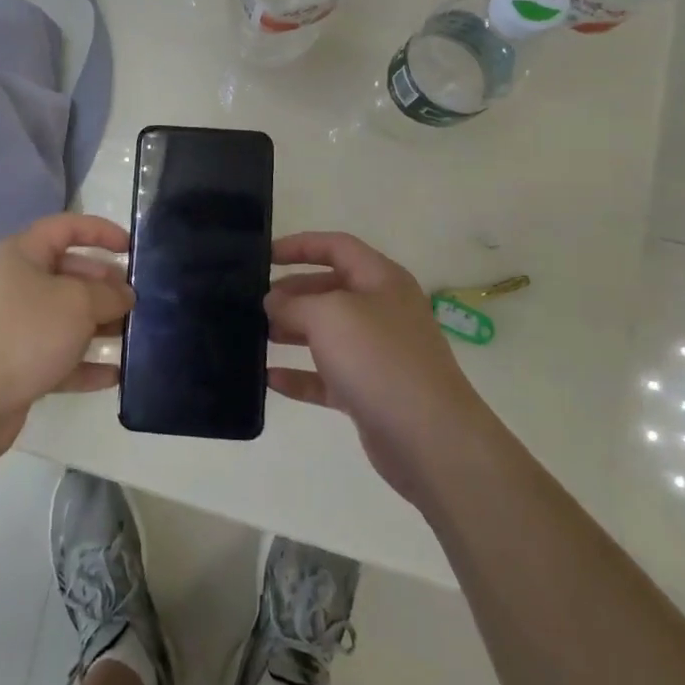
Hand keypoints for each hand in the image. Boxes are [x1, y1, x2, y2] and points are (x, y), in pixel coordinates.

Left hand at [0, 214, 133, 458]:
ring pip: (66, 316)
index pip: (66, 227)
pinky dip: (85, 362)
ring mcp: (15, 325)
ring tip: (134, 334)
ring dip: (99, 324)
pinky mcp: (18, 363)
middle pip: (69, 273)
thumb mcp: (77, 303)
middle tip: (137, 300)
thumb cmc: (26, 332)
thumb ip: (108, 294)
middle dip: (105, 284)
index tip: (132, 248)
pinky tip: (116, 374)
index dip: (100, 232)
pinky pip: (59, 355)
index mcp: (22, 254)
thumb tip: (124, 295)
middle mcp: (16, 283)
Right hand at [265, 232, 481, 503]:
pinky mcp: (370, 393)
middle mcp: (382, 311)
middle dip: (292, 292)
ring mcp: (377, 354)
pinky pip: (327, 377)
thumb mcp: (328, 315)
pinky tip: (269, 380)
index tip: (263, 256)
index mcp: (381, 279)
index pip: (336, 246)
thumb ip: (293, 303)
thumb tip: (274, 302)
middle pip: (329, 289)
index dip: (299, 245)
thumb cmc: (379, 359)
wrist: (430, 438)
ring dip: (292, 332)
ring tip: (256, 335)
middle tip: (254, 303)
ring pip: (327, 334)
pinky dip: (299, 376)